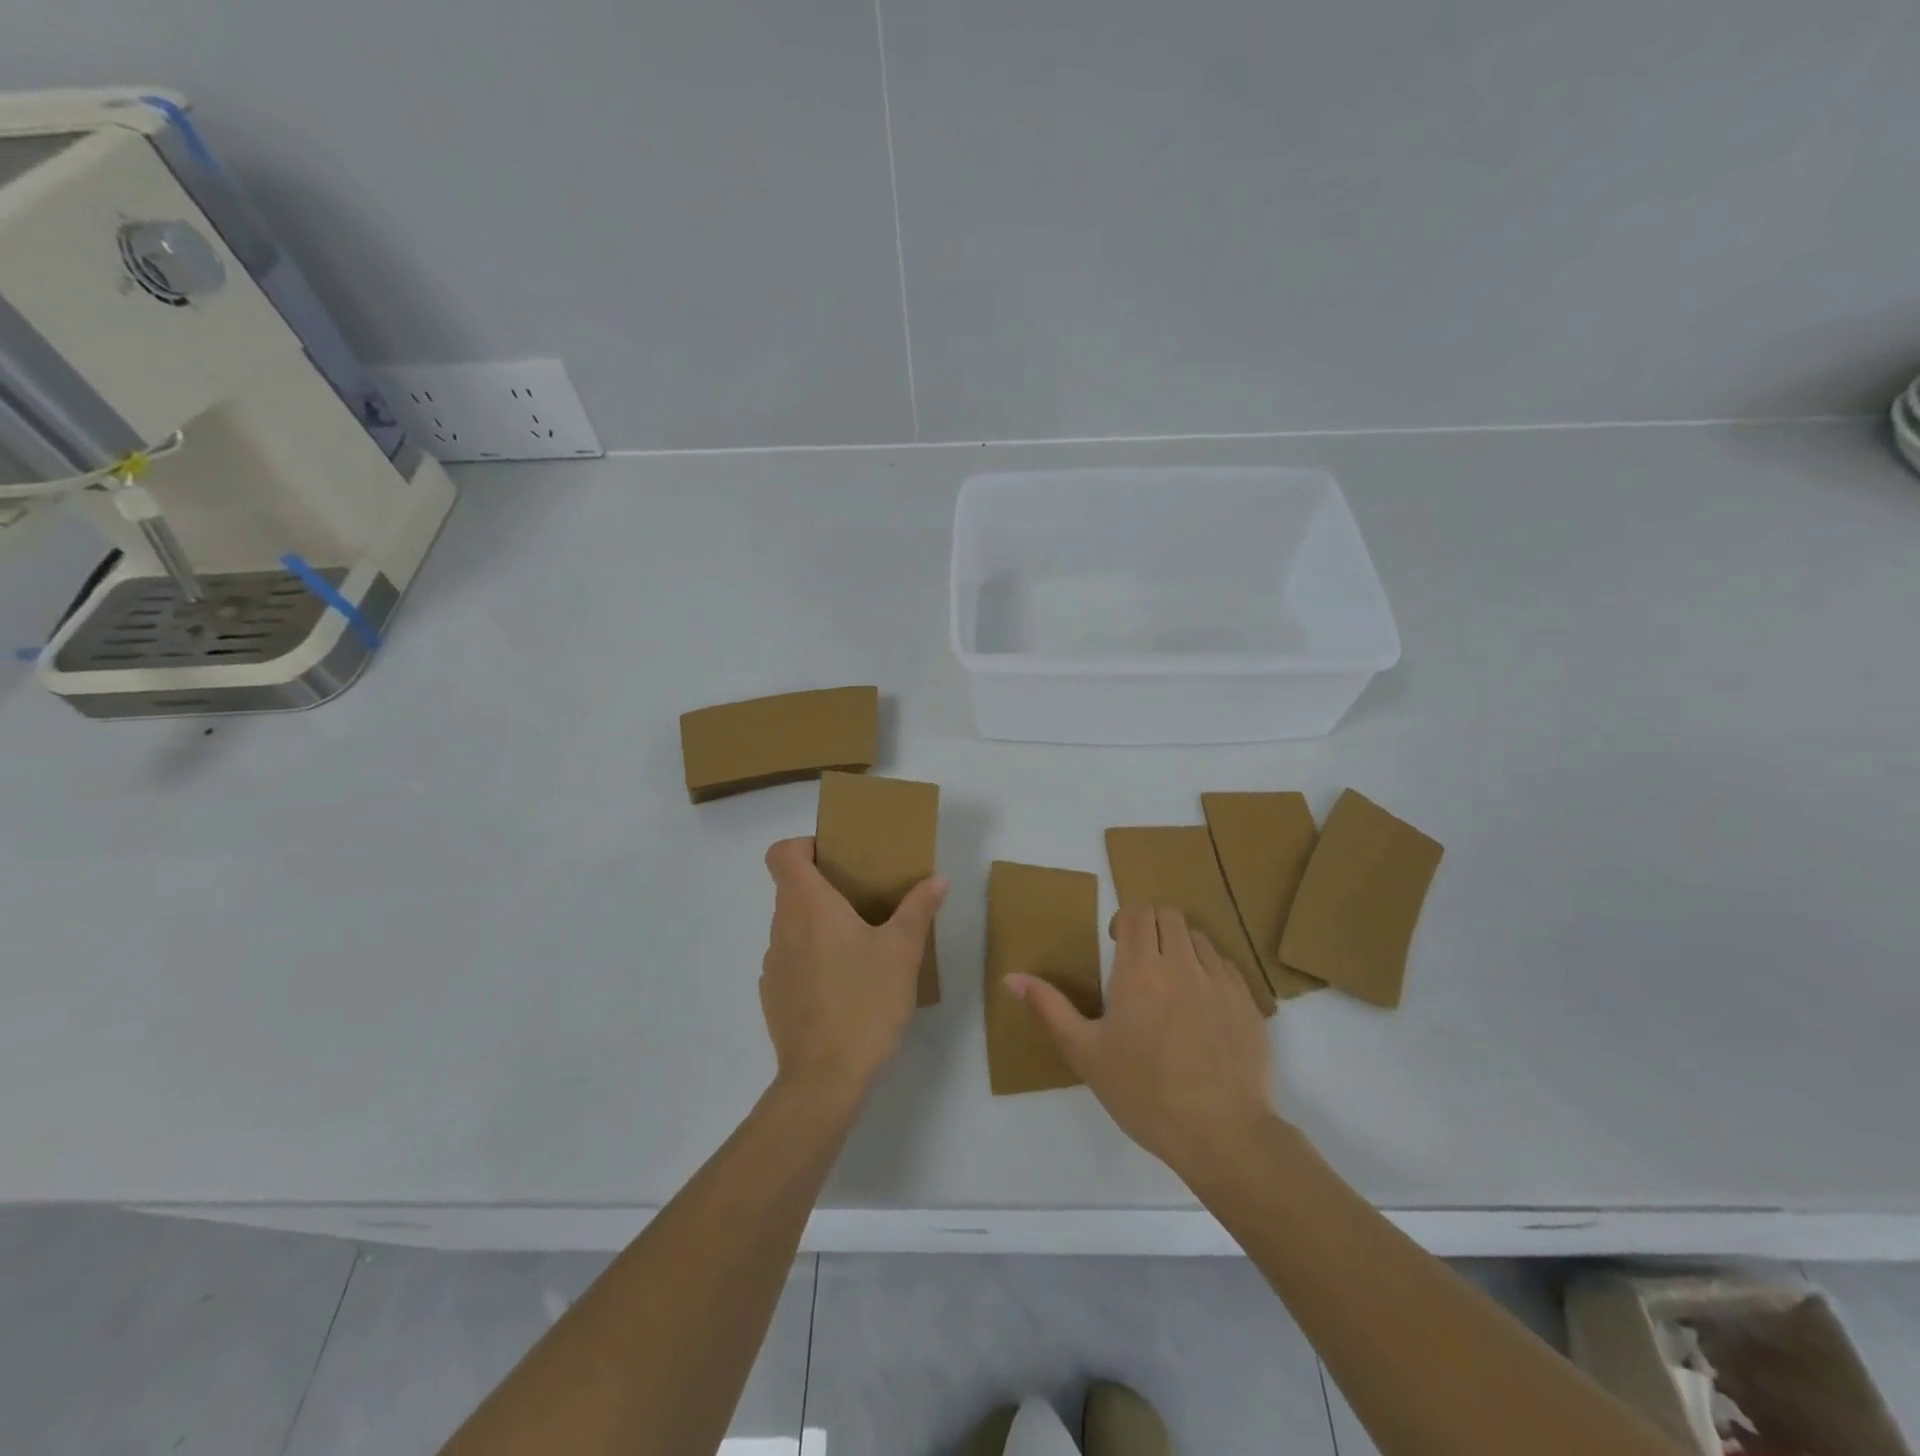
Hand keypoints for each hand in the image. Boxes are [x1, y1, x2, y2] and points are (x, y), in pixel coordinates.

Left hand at [760, 837, 948, 1101]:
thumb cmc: (865, 1002)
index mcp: (808, 905)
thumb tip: (937, 879)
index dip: (804, 845)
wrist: (824, 1078)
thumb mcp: (903, 952)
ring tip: (859, 942)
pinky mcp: (772, 995)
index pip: (782, 853)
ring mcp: (772, 963)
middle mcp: (782, 927)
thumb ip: (919, 909)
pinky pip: (790, 958)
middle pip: (790, 887)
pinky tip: (843, 983)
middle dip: (824, 885)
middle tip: (864, 896)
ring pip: (791, 924)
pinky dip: (812, 957)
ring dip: (819, 923)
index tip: (836, 857)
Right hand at [1011, 905, 1276, 1183]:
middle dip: (1151, 927)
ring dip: (1181, 947)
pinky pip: (1226, 966)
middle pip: (1168, 915)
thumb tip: (1010, 977)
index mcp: (1140, 970)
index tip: (1116, 947)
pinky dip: (1209, 971)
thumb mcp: (1085, 1053)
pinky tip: (1202, 1008)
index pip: (1137, 912)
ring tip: (1172, 985)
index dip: (1124, 921)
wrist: (1222, 1134)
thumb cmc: (1144, 1093)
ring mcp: (1220, 981)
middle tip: (1141, 964)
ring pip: (1198, 936)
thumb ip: (1049, 1008)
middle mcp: (1182, 963)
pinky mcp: (1248, 1002)